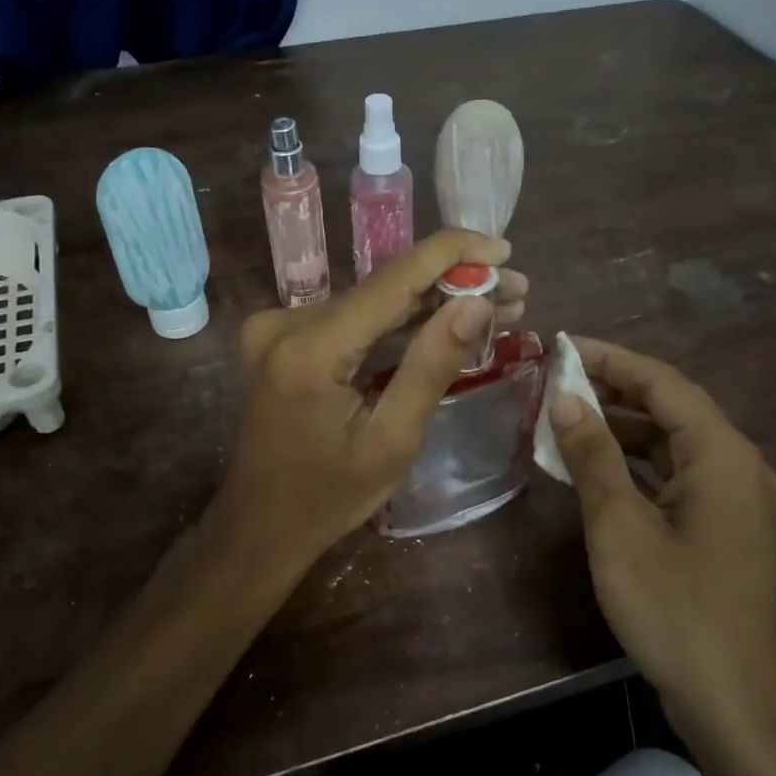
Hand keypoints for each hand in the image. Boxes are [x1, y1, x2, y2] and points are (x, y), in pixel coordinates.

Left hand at [214, 230, 527, 576]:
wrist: (260, 526)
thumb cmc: (329, 497)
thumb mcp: (392, 440)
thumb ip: (432, 366)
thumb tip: (478, 302)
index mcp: (310, 349)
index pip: (392, 280)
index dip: (452, 255)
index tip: (503, 249)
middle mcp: (285, 323)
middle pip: (384, 287)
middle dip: (452, 284)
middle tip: (515, 292)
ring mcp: (277, 328)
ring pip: (371, 301)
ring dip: (429, 302)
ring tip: (494, 305)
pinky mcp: (282, 339)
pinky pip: (351, 319)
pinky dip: (396, 321)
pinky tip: (442, 319)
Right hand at [547, 338, 775, 748]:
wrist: (734, 703)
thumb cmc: (674, 608)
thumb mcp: (619, 526)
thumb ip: (592, 455)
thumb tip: (565, 398)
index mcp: (722, 453)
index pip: (662, 382)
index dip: (610, 359)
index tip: (561, 347)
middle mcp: (738, 464)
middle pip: (671, 407)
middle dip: (613, 390)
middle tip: (555, 381)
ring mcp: (735, 499)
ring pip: (672, 443)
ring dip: (622, 428)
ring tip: (565, 418)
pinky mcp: (724, 528)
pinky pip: (676, 475)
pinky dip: (636, 464)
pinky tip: (596, 469)